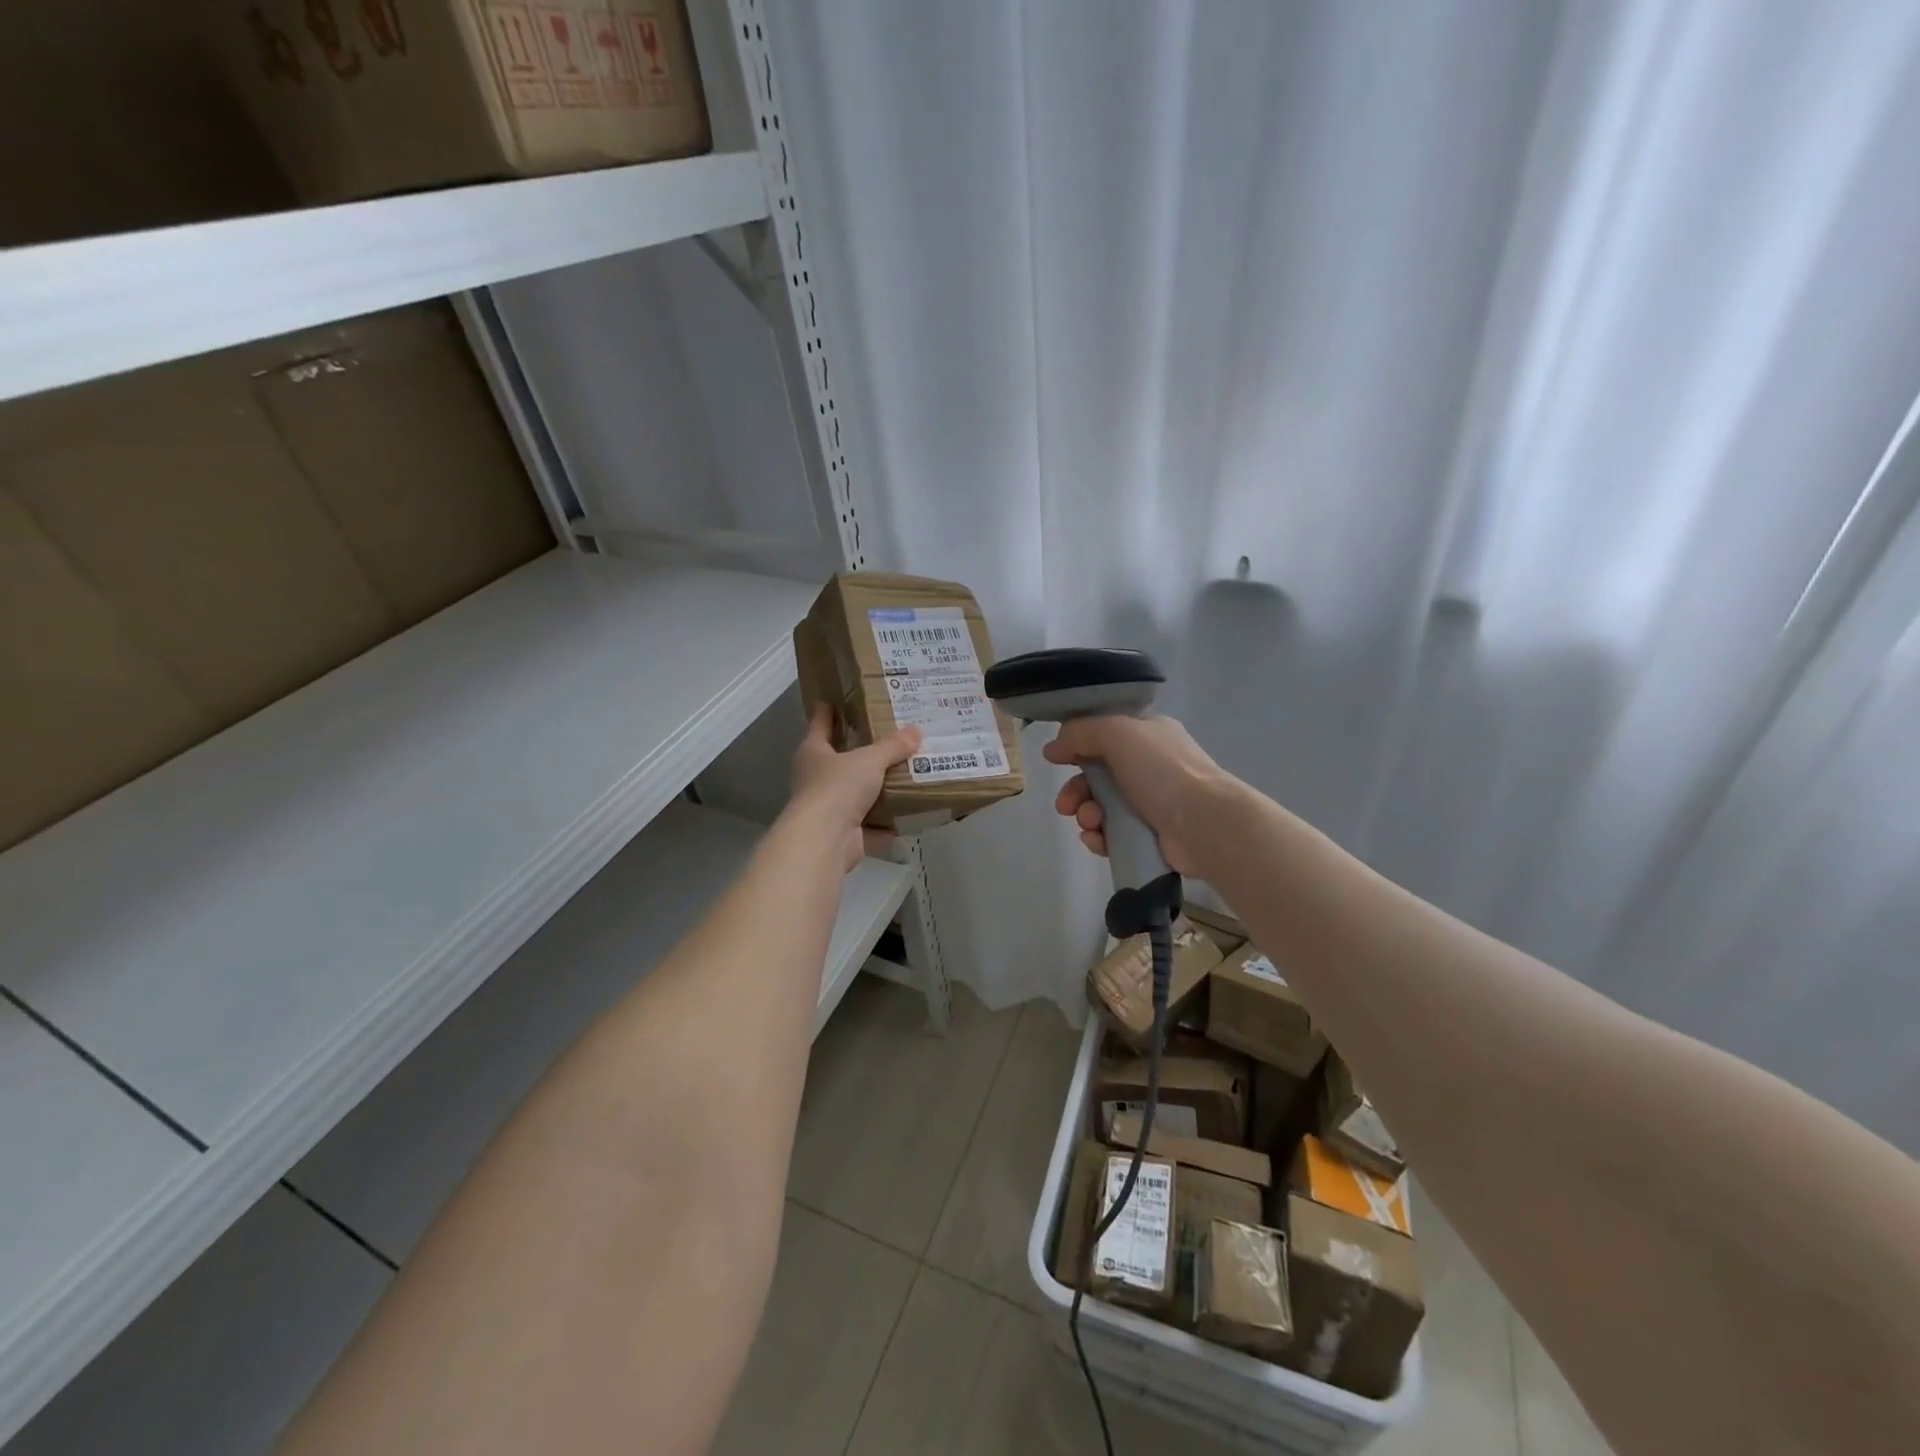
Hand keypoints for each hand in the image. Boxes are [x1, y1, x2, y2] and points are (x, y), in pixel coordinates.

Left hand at [788, 707, 921, 870]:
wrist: (825, 839)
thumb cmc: (838, 787)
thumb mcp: (870, 760)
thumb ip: (893, 746)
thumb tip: (917, 730)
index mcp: (813, 752)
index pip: (820, 724)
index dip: (828, 712)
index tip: (835, 700)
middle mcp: (815, 778)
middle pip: (839, 760)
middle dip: (861, 752)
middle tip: (888, 738)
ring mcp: (827, 808)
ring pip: (855, 793)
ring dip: (875, 789)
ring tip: (905, 774)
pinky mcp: (842, 833)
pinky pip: (869, 823)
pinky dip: (886, 822)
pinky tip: (907, 814)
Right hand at [1041, 714, 1225, 878]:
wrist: (1204, 823)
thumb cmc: (1161, 770)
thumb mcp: (1117, 734)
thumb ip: (1081, 733)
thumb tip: (1053, 748)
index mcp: (1148, 734)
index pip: (1104, 734)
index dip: (1076, 745)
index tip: (1055, 759)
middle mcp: (1150, 766)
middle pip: (1098, 775)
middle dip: (1076, 790)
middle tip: (1065, 805)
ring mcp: (1152, 802)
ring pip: (1102, 807)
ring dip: (1086, 814)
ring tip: (1090, 823)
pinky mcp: (1151, 836)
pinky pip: (1113, 834)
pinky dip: (1100, 837)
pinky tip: (1097, 840)